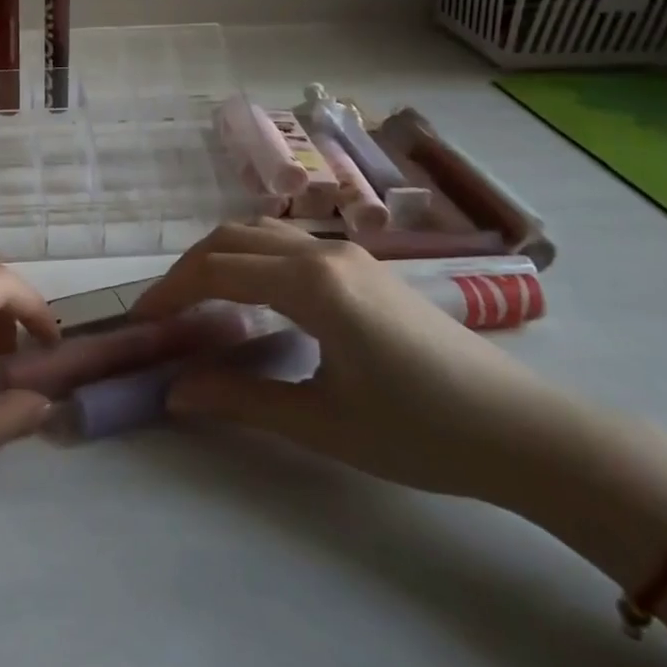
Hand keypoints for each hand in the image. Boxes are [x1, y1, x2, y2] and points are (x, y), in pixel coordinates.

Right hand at [131, 220, 586, 505]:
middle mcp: (323, 253)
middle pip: (232, 237)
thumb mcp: (321, 422)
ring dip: (219, 257)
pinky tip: (252, 297)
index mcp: (311, 284)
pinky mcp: (364, 267)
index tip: (142, 322)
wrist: (523, 432)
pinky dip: (251, 258)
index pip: (217, 270)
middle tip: (163, 311)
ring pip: (261, 233)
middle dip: (187, 268)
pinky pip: (287, 245)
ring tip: (198, 300)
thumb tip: (174, 391)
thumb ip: (240, 399)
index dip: (171, 292)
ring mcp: (347, 254)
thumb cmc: (420, 432)